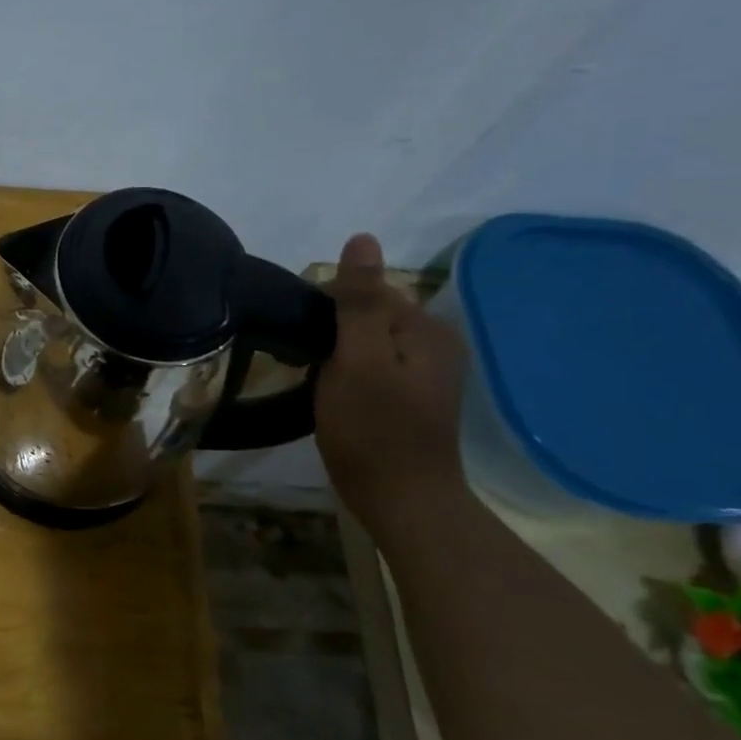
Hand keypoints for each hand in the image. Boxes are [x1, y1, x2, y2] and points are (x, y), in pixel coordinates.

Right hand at [315, 235, 468, 523]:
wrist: (401, 501)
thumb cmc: (374, 430)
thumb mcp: (359, 360)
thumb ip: (359, 301)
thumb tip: (362, 238)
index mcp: (426, 329)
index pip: (367, 291)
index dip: (328, 310)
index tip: (306, 342)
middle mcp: (434, 345)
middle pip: (367, 315)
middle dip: (332, 332)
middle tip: (309, 366)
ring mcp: (424, 374)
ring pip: (365, 342)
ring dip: (336, 354)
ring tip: (316, 381)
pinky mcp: (409, 398)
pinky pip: (370, 366)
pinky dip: (347, 373)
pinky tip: (334, 396)